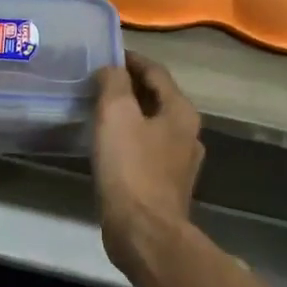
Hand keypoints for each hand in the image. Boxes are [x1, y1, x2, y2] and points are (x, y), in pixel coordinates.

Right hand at [92, 53, 204, 270]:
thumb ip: (114, 83)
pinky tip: (108, 146)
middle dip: (129, 87)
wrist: (144, 232)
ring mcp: (180, 162)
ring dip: (129, 114)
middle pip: (157, 98)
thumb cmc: (131, 168)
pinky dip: (129, 139)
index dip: (131, 59)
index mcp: (181, 111)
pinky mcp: (166, 185)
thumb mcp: (117, 114)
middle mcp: (188, 133)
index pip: (156, 72)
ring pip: (152, 125)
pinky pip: (146, 150)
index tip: (107, 53)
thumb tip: (112, 69)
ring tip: (99, 111)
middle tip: (98, 81)